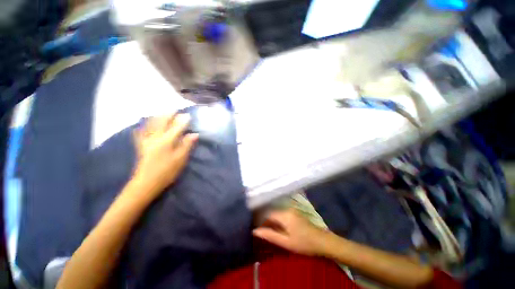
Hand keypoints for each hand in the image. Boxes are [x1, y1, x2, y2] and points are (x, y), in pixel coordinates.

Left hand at [132, 114, 197, 198]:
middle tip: (174, 110)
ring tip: (161, 113)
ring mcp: (146, 141)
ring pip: (150, 125)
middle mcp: (155, 138)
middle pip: (162, 123)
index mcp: (166, 141)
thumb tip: (194, 134)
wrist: (146, 183)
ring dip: (157, 117)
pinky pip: (140, 133)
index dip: (182, 121)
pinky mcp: (141, 146)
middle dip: (168, 115)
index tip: (188, 115)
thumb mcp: (180, 159)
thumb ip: (187, 145)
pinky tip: (143, 125)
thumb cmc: (167, 171)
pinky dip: (143, 127)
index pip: (176, 127)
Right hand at [253, 209, 330, 255]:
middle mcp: (287, 209)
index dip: (261, 221)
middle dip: (266, 221)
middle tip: (261, 230)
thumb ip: (270, 235)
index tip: (256, 228)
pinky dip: (278, 220)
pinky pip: (282, 214)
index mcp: (284, 215)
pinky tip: (277, 227)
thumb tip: (255, 231)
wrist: (322, 241)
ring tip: (268, 230)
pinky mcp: (295, 213)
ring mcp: (292, 210)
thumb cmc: (304, 243)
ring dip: (272, 221)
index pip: (268, 214)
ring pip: (277, 213)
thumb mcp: (286, 242)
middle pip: (272, 213)